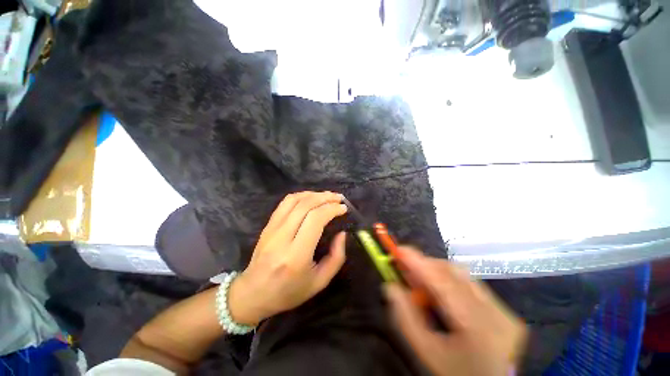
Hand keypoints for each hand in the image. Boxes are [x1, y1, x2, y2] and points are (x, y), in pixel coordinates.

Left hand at [228, 191, 347, 325]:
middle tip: (339, 198)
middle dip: (326, 198)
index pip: (315, 220)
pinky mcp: (268, 225)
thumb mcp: (320, 282)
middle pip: (305, 206)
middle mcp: (282, 238)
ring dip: (314, 194)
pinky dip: (301, 195)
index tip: (343, 209)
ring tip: (328, 196)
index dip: (331, 209)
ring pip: (294, 200)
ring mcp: (272, 229)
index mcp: (296, 255)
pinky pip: (285, 203)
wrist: (253, 294)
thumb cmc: (289, 292)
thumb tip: (342, 233)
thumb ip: (336, 257)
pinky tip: (311, 197)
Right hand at [386, 248, 526, 375]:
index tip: (398, 250)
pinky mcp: (504, 311)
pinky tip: (438, 291)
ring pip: (462, 275)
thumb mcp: (426, 352)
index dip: (419, 262)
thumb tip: (391, 286)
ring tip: (419, 281)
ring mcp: (504, 311)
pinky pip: (470, 284)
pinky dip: (449, 281)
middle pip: (454, 273)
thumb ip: (405, 318)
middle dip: (425, 265)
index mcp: (478, 327)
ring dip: (436, 272)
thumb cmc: (455, 374)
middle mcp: (497, 313)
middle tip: (405, 268)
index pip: (443, 282)